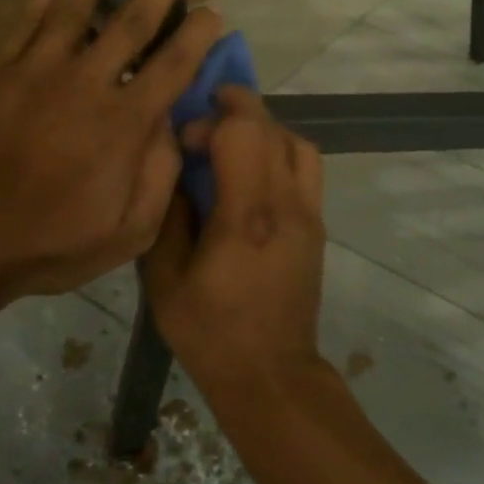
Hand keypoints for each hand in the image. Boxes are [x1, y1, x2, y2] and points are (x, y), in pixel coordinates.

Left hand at [0, 0, 222, 307]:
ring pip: (74, 5)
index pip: (173, 66)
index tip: (216, 12)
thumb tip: (172, 124)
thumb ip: (159, 175)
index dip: (199, 36)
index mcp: (123, 124)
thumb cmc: (50, 244)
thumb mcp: (128, 232)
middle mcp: (86, 83)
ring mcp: (36, 71)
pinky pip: (27, 21)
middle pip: (134, 20)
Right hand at [143, 88, 326, 398]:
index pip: (244, 133)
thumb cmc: (210, 331)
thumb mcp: (165, 279)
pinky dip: (280, 152)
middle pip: (273, 128)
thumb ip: (169, 215)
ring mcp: (310, 214)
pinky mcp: (317, 226)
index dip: (212, 120)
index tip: (186, 141)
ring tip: (231, 142)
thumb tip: (177, 170)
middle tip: (204, 120)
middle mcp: (287, 205)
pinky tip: (252, 172)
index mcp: (247, 216)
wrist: (271, 374)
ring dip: (264, 130)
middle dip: (237, 110)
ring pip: (298, 143)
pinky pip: (306, 168)